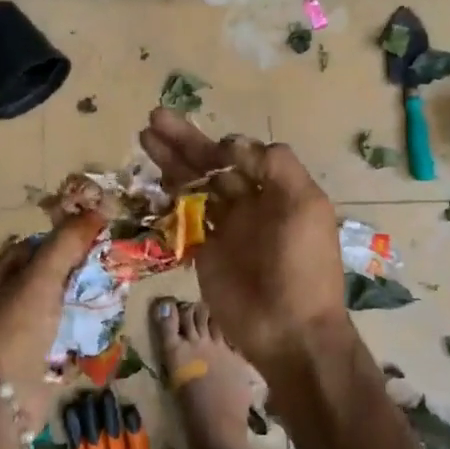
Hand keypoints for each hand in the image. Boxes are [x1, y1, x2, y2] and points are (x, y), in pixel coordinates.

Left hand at [0, 210, 104, 426]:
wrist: (0, 401)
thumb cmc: (15, 330)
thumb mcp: (41, 279)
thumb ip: (67, 244)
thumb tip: (98, 209)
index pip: (31, 248)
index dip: (62, 242)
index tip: (94, 241)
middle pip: (45, 278)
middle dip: (75, 273)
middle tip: (107, 269)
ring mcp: (15, 334)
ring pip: (55, 307)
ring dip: (80, 302)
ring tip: (110, 295)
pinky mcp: (32, 360)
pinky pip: (60, 336)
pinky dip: (79, 331)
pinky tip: (101, 326)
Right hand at [138, 108, 347, 373]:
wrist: (290, 330)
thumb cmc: (302, 265)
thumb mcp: (305, 206)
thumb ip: (276, 166)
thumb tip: (233, 144)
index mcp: (277, 190)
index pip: (243, 156)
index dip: (223, 146)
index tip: (214, 150)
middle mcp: (250, 203)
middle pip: (212, 165)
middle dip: (184, 142)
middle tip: (154, 118)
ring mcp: (225, 228)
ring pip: (193, 186)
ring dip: (171, 161)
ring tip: (144, 135)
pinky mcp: (204, 251)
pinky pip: (183, 218)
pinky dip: (168, 198)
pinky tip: (151, 180)